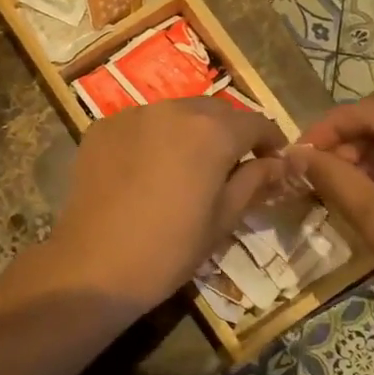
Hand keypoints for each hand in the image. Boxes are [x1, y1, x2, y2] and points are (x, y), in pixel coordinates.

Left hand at [43, 99, 290, 309]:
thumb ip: (254, 181)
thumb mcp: (223, 219)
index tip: (273, 161)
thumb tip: (278, 163)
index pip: (254, 122)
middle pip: (214, 111)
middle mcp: (173, 109)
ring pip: (175, 113)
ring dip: (190, 131)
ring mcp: (133, 114)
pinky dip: (153, 137)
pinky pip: (140, 123)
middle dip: (230, 132)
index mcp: (211, 131)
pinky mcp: (102, 127)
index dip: (269, 141)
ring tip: (189, 164)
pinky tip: (149, 167)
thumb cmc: (170, 249)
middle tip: (233, 164)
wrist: (95, 265)